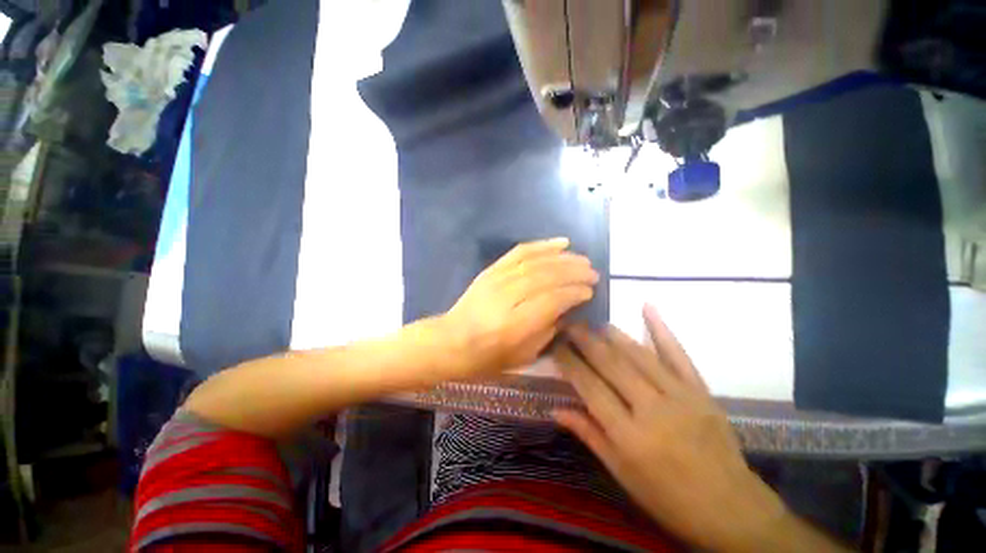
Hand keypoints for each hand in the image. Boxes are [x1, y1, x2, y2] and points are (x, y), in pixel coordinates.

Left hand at [443, 238, 597, 377]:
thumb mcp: (523, 356)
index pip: (552, 300)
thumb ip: (548, 330)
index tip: (590, 292)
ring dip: (563, 258)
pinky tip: (560, 243)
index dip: (574, 293)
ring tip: (582, 259)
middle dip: (574, 272)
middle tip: (592, 273)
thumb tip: (567, 308)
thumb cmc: (488, 356)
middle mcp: (507, 297)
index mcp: (515, 324)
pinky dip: (541, 246)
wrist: (451, 341)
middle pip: (546, 276)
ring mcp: (497, 279)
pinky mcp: (491, 270)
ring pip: (535, 261)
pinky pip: (519, 252)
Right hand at [551, 305, 792, 551]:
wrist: (730, 508)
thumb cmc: (667, 498)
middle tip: (569, 324)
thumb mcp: (621, 474)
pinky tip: (647, 307)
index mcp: (629, 436)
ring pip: (639, 355)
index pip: (590, 388)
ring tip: (594, 322)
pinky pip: (678, 354)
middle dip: (586, 341)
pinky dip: (662, 328)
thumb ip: (589, 435)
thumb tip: (555, 409)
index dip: (570, 363)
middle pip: (612, 365)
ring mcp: (680, 396)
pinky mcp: (701, 390)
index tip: (556, 346)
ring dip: (613, 334)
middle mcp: (652, 410)